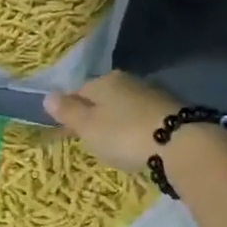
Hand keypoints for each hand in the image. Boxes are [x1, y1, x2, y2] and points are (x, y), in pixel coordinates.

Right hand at [42, 71, 184, 174]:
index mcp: (104, 81)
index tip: (66, 131)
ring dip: (116, 123)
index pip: (78, 91)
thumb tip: (47, 95)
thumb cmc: (124, 134)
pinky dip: (135, 129)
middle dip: (95, 116)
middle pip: (103, 98)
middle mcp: (128, 81)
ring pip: (124, 107)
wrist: (179, 144)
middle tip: (89, 140)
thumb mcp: (88, 126)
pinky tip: (136, 143)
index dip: (70, 110)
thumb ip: (68, 111)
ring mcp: (151, 95)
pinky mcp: (170, 111)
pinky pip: (142, 118)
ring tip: (113, 145)